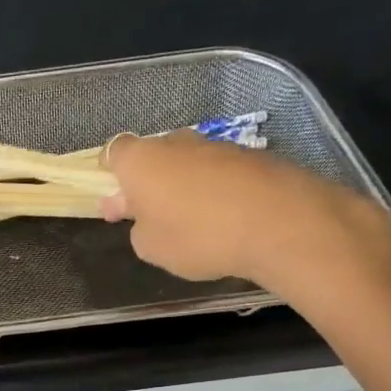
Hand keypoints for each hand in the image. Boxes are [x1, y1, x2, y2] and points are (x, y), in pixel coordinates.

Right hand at [102, 129, 390, 286]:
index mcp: (141, 161)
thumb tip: (145, 217)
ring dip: (182, 186)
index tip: (115, 199)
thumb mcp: (150, 248)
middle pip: (152, 157)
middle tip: (150, 217)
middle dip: (147, 182)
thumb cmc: (198, 236)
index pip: (113, 152)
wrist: (281, 223)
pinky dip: (214, 190)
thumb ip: (138, 228)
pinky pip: (218, 172)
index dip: (110, 174)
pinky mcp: (251, 156)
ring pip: (187, 163)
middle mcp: (176, 143)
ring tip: (192, 222)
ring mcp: (217, 146)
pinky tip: (224, 219)